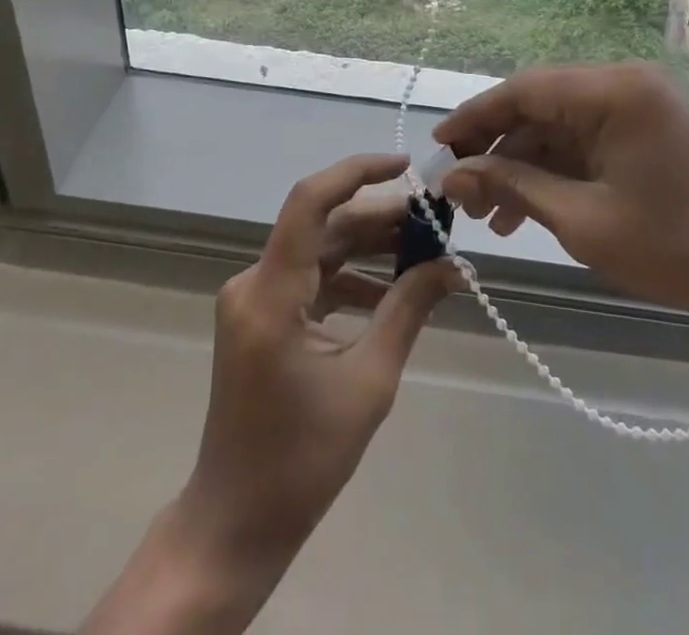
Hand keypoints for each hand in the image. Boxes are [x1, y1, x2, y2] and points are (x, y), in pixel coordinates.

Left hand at [181, 153, 456, 574]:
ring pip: (318, 251)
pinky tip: (390, 292)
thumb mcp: (368, 382)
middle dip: (379, 218)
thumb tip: (453, 266)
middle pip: (322, 227)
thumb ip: (408, 311)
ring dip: (367, 248)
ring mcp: (252, 299)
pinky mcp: (258, 315)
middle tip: (434, 221)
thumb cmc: (302, 460)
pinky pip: (309, 279)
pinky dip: (348, 279)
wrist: (236, 521)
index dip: (356, 172)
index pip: (310, 203)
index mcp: (271, 294)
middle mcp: (253, 282)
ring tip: (423, 252)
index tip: (405, 166)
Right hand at [435, 62, 688, 330]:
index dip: (475, 117)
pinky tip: (527, 209)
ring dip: (523, 165)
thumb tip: (453, 176)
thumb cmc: (675, 250)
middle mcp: (625, 82)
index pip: (524, 89)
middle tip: (461, 191)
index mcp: (614, 90)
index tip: (438, 148)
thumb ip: (513, 187)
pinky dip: (556, 169)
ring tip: (488, 216)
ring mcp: (640, 103)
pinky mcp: (649, 127)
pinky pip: (587, 139)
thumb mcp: (583, 220)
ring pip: (560, 125)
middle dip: (497, 147)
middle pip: (540, 104)